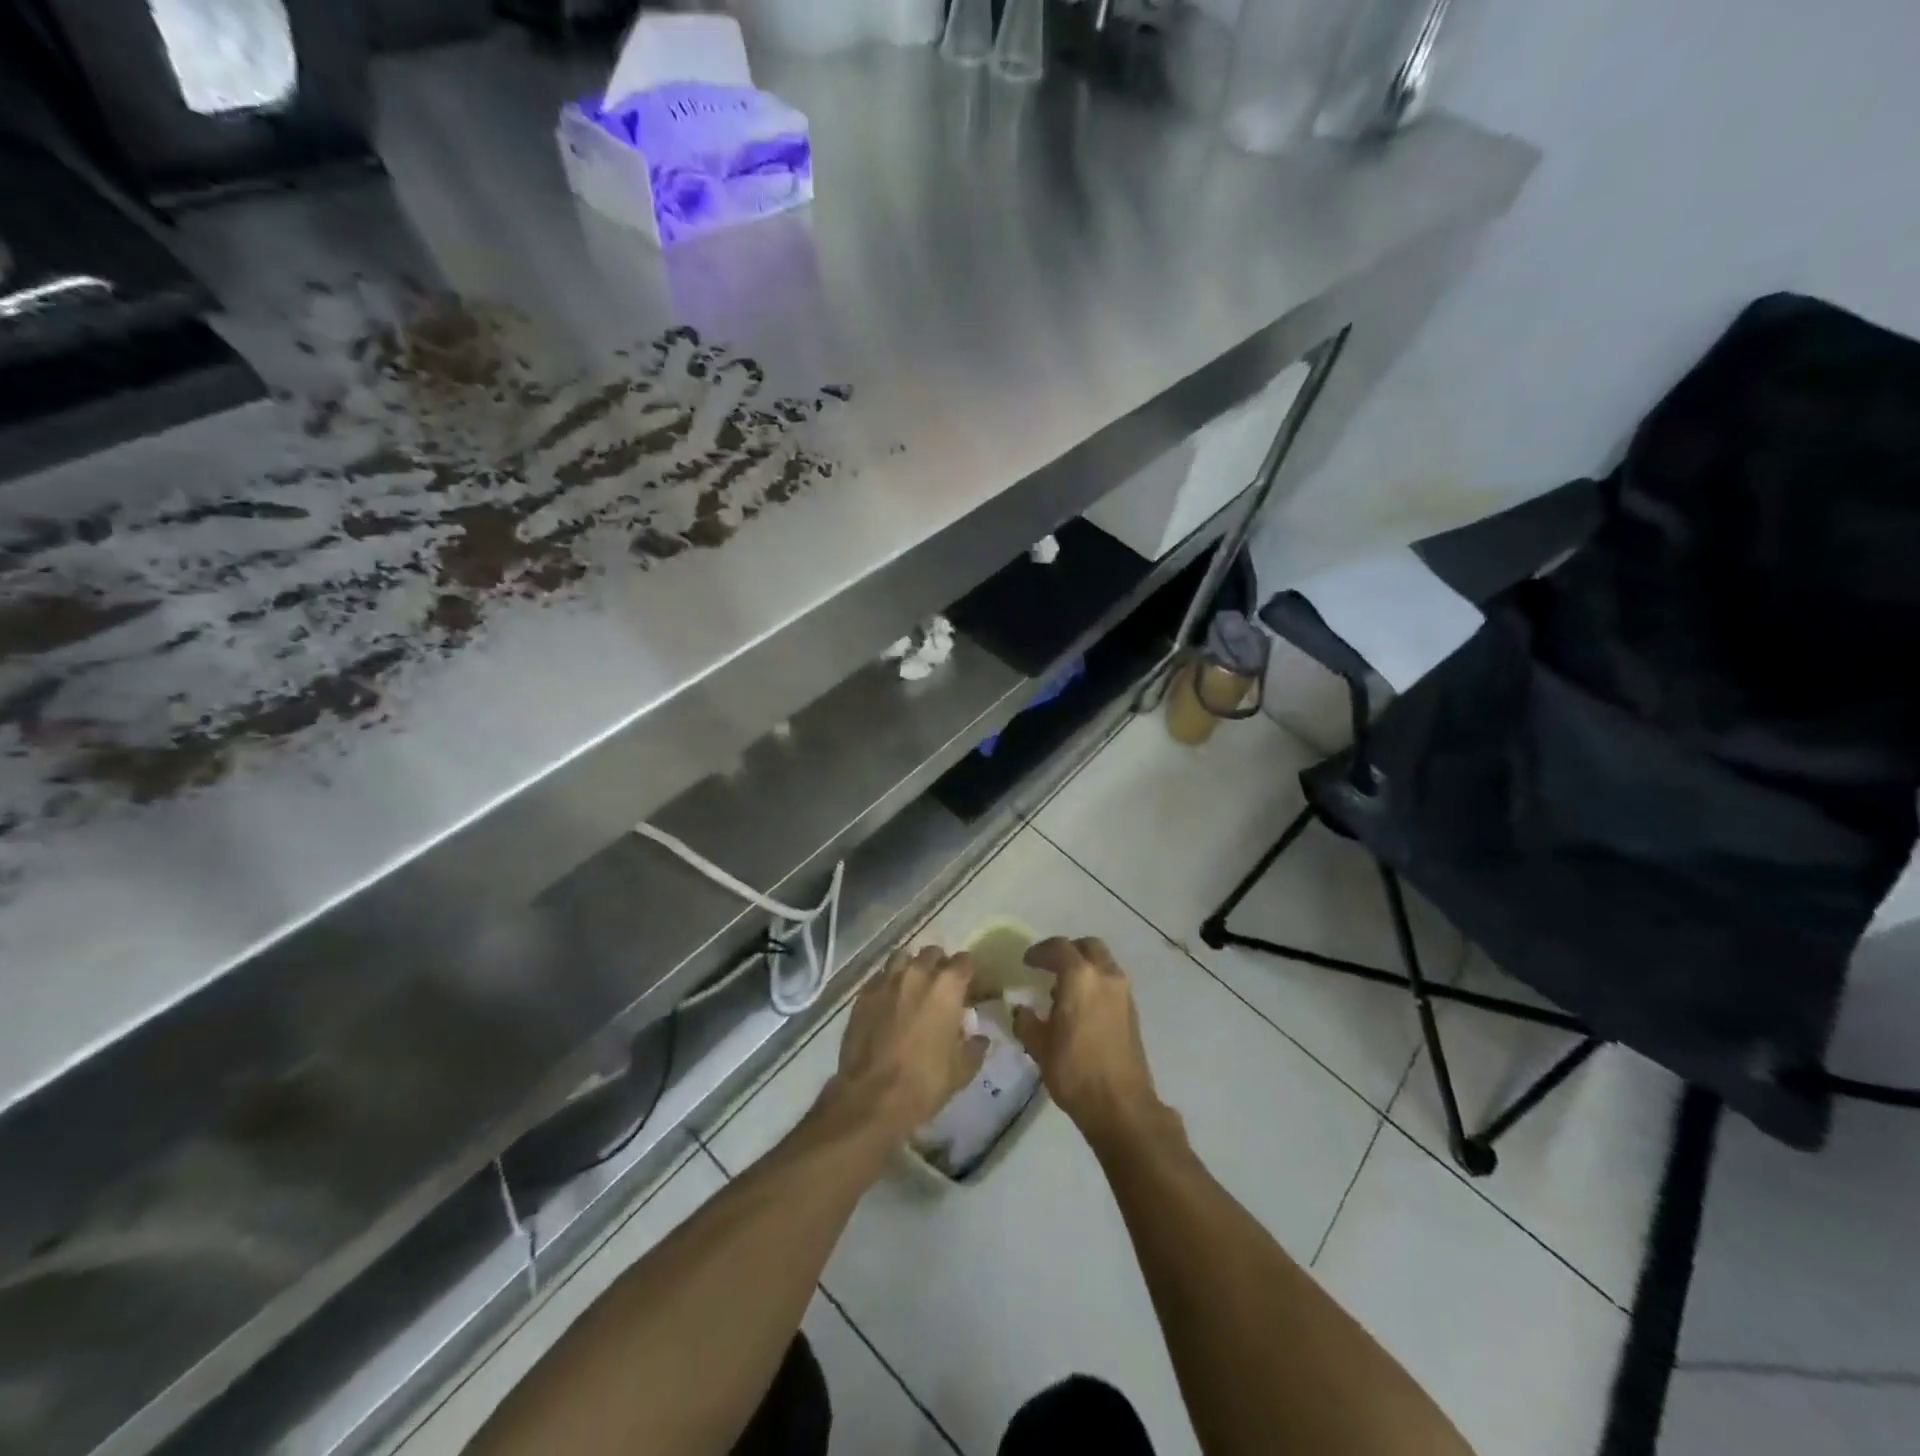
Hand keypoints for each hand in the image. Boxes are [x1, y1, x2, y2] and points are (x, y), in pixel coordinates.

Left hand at [825, 946, 988, 1143]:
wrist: (872, 1097)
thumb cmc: (925, 1082)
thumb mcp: (962, 1070)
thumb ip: (974, 1047)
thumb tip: (979, 1037)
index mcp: (947, 986)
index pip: (964, 961)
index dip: (967, 972)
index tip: (967, 986)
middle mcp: (917, 973)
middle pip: (932, 953)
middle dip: (939, 965)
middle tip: (940, 987)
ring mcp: (886, 981)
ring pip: (902, 958)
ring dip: (911, 968)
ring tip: (912, 987)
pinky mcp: (863, 995)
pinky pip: (880, 978)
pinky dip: (887, 984)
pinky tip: (888, 1003)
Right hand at [1015, 937, 1172, 1153]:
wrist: (1121, 1105)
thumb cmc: (1075, 1071)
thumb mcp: (1039, 1046)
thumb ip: (1026, 1021)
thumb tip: (1021, 1010)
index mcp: (1080, 977)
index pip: (1059, 948)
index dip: (1040, 951)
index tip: (1027, 962)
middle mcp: (1105, 976)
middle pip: (1088, 946)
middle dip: (1068, 951)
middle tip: (1049, 966)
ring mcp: (1123, 993)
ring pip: (1103, 963)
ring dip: (1084, 967)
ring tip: (1063, 990)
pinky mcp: (1132, 1011)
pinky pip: (1111, 982)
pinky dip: (1095, 983)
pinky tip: (1081, 1007)